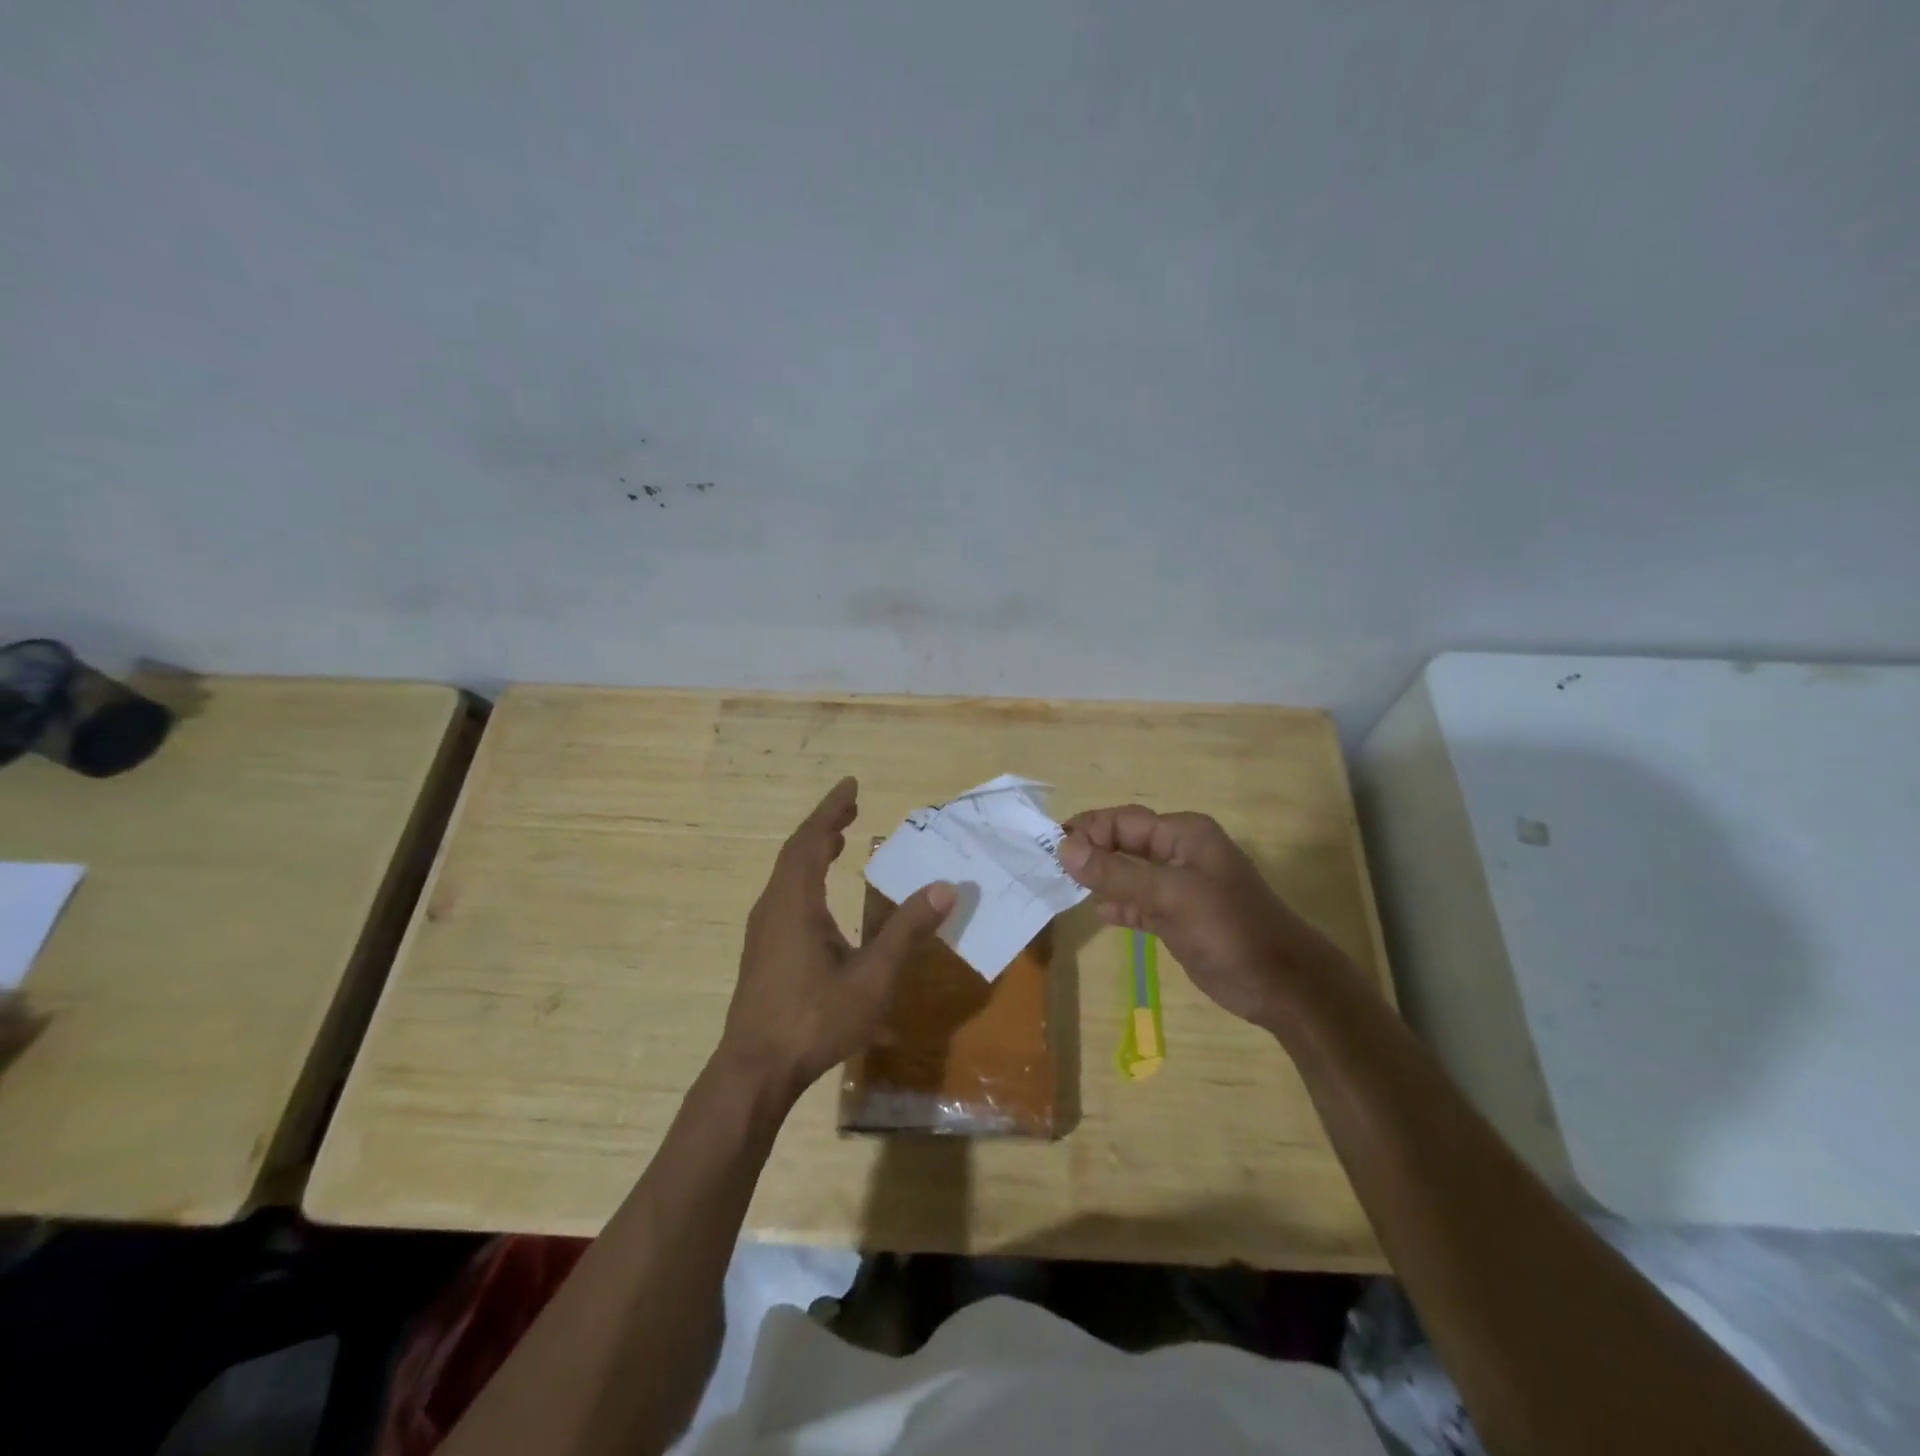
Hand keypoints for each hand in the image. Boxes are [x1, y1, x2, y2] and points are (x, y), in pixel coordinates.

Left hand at [718, 777, 954, 1101]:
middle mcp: (774, 907)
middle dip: (825, 825)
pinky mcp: (764, 951)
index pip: (811, 840)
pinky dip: (807, 876)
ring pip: (788, 874)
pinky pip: (786, 894)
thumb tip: (944, 888)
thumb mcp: (872, 977)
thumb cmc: (814, 1019)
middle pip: (797, 852)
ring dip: (814, 850)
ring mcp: (764, 930)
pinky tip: (822, 896)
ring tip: (840, 838)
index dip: (831, 808)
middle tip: (851, 805)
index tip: (850, 783)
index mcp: (795, 902)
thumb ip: (907, 931)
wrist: (755, 1071)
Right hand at [1059, 805, 1345, 1029]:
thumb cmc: (1230, 929)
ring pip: (1127, 873)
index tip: (1052, 849)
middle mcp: (1178, 853)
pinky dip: (1117, 904)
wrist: (1282, 985)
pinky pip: (1137, 902)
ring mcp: (1178, 887)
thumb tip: (1064, 848)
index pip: (1123, 821)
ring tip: (1062, 888)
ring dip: (1099, 879)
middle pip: (1123, 844)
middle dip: (1089, 853)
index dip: (1088, 830)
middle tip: (1050, 868)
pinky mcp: (1176, 917)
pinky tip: (1099, 912)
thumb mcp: (1171, 896)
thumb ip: (1117, 873)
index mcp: (1183, 834)